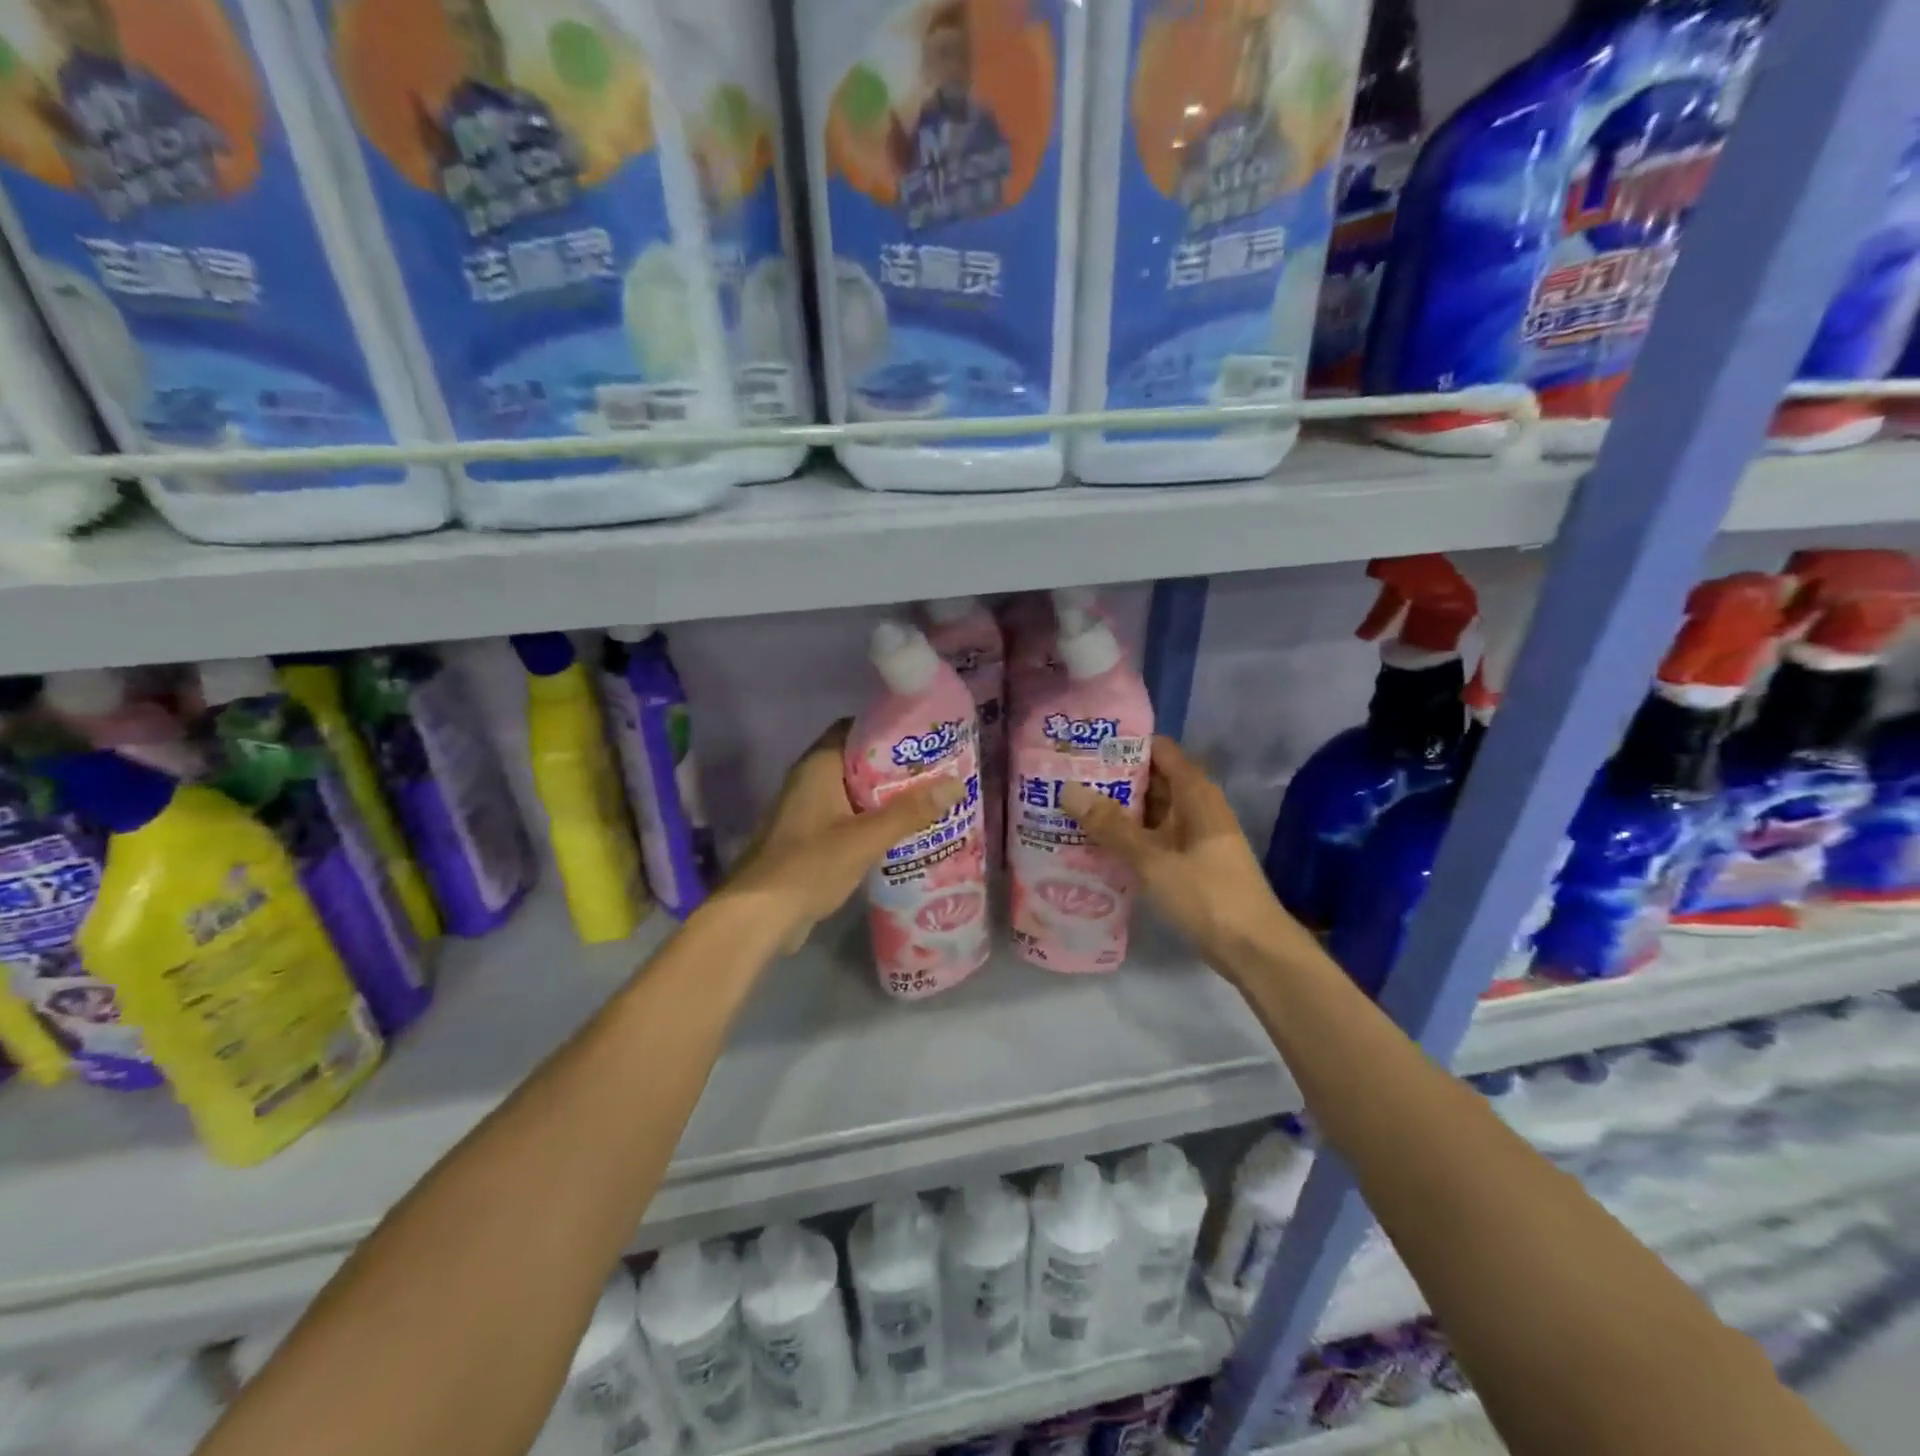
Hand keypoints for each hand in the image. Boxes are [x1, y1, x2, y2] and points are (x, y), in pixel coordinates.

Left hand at [725, 720, 961, 951]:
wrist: (758, 915)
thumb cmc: (809, 865)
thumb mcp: (865, 838)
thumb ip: (909, 812)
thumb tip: (955, 783)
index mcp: (818, 766)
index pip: (854, 730)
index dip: (888, 731)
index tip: (924, 739)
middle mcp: (810, 781)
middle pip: (858, 763)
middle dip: (895, 770)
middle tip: (936, 774)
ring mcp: (806, 811)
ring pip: (854, 794)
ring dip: (885, 799)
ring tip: (927, 802)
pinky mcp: (808, 839)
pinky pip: (846, 819)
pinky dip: (871, 822)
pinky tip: (900, 835)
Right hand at [1059, 737, 1308, 973]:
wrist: (1254, 949)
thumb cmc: (1207, 894)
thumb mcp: (1153, 859)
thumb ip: (1111, 825)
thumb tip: (1068, 789)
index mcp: (1195, 793)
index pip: (1158, 750)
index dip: (1123, 745)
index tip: (1084, 747)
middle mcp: (1196, 806)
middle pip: (1152, 779)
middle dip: (1112, 780)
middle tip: (1066, 779)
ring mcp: (1195, 835)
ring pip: (1151, 811)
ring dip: (1118, 811)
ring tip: (1071, 809)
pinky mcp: (1191, 861)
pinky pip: (1155, 837)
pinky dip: (1129, 837)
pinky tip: (1096, 844)